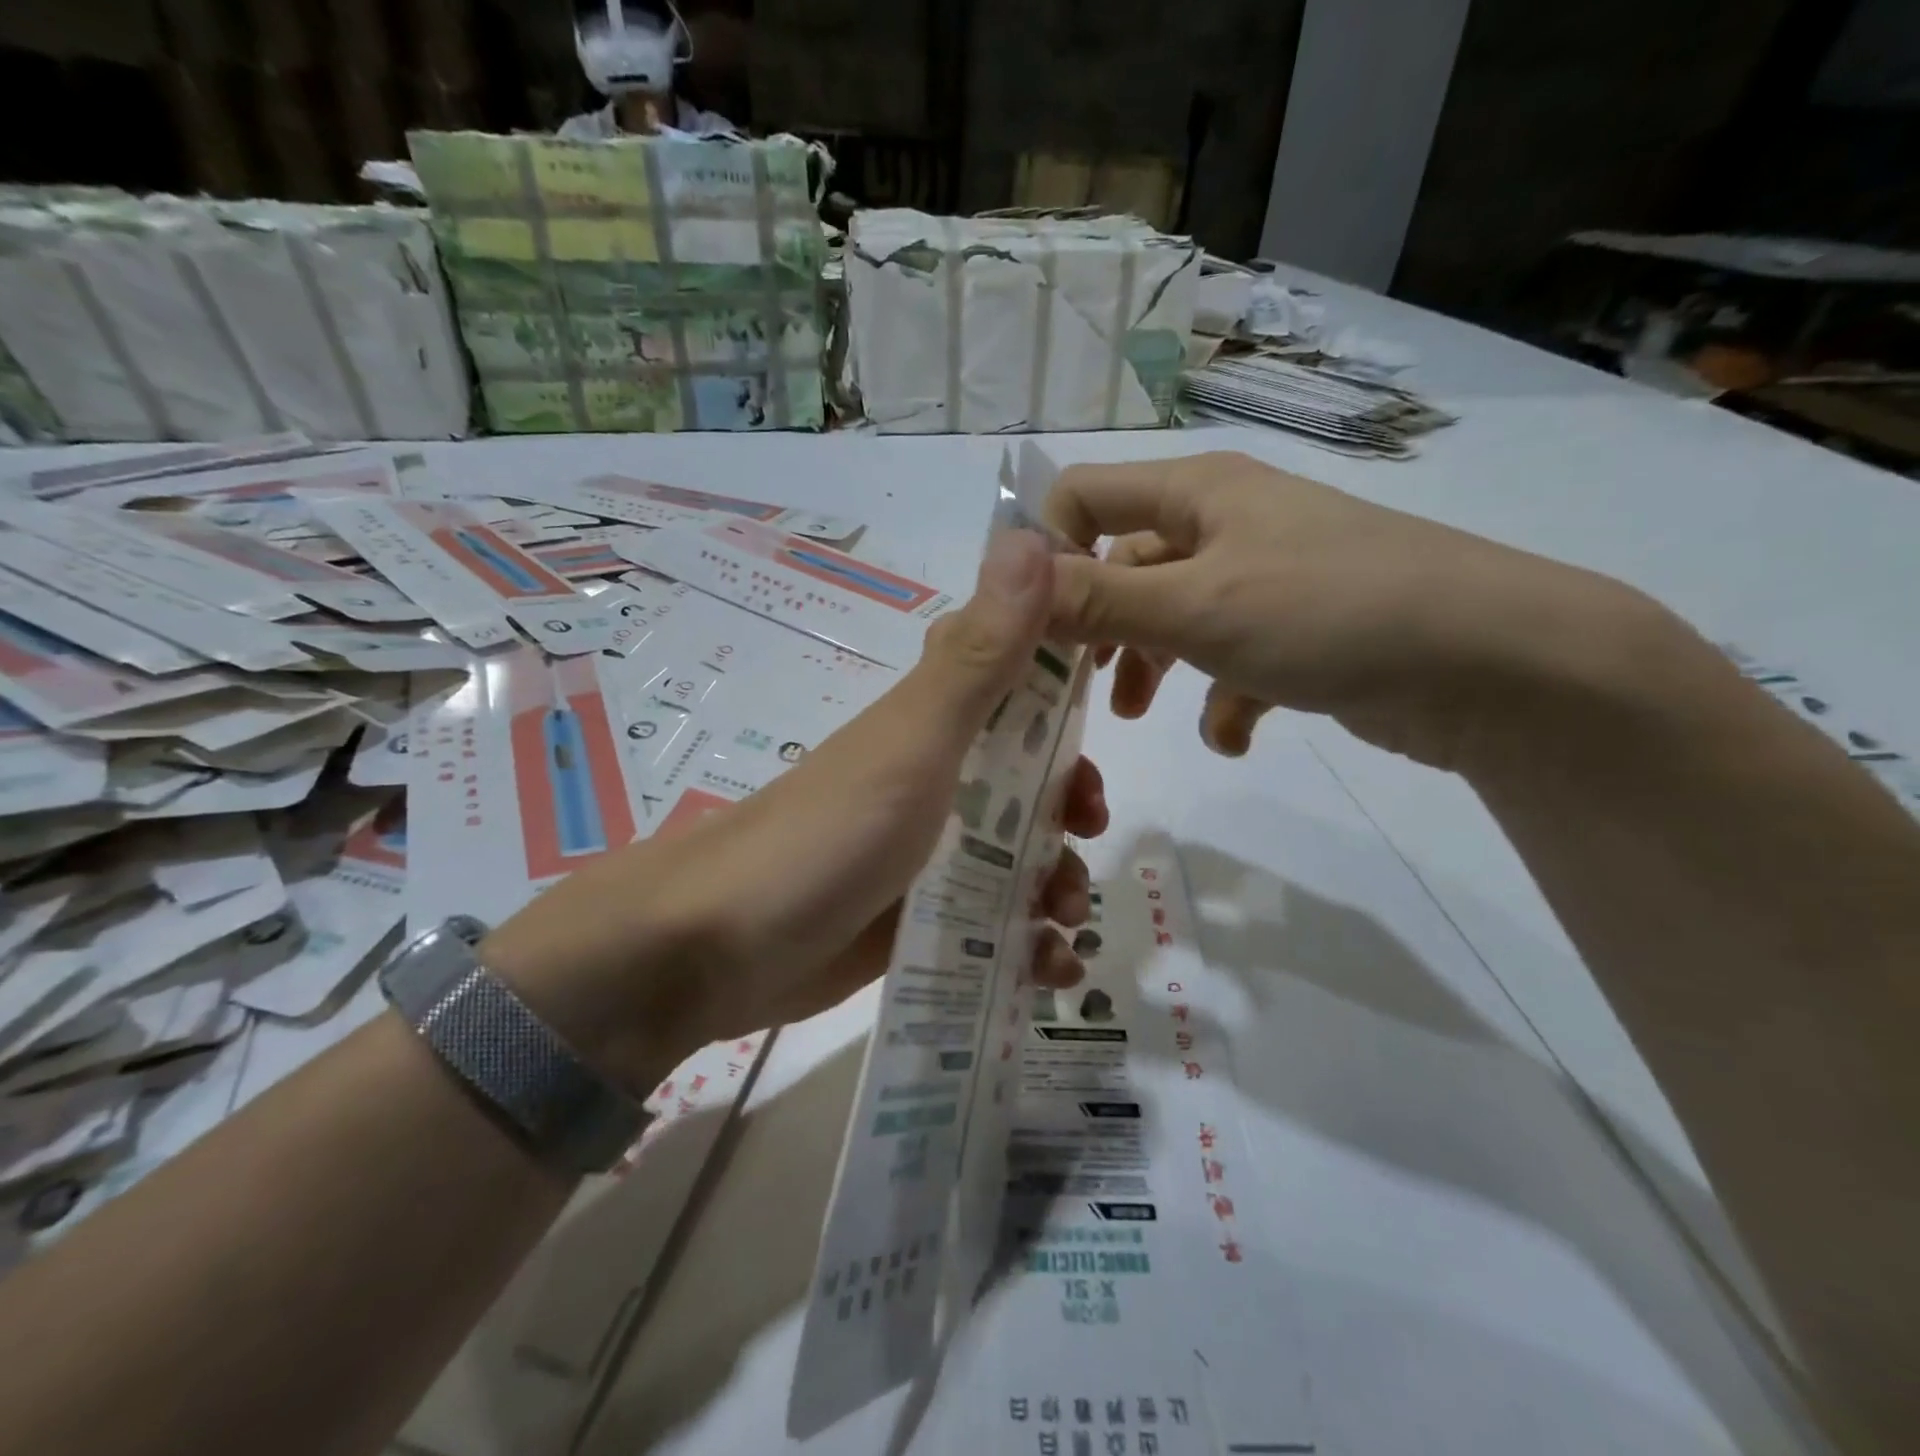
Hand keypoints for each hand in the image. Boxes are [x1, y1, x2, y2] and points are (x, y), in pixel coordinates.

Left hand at [482, 529, 1105, 1092]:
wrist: (711, 952)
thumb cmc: (826, 836)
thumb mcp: (914, 743)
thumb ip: (980, 656)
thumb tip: (1035, 534)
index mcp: (939, 726)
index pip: (1025, 691)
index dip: (1071, 704)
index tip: (1108, 732)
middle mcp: (936, 782)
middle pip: (1031, 782)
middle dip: (1071, 811)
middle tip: (1084, 837)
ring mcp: (926, 854)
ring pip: (1018, 858)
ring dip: (1057, 887)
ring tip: (1061, 929)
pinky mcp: (916, 919)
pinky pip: (992, 926)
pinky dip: (1029, 948)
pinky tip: (1050, 971)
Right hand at [1045, 451, 1653, 768]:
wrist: (1494, 663)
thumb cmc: (1329, 612)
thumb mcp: (1196, 607)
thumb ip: (1096, 599)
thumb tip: (1006, 587)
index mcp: (1199, 493)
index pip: (1086, 495)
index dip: (1046, 550)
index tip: (1026, 622)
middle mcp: (1228, 524)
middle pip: (1127, 564)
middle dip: (1097, 625)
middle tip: (1075, 683)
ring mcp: (1266, 579)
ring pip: (1175, 618)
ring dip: (1151, 665)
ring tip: (1142, 716)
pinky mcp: (1301, 633)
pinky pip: (1234, 660)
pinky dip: (1223, 699)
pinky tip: (1235, 736)